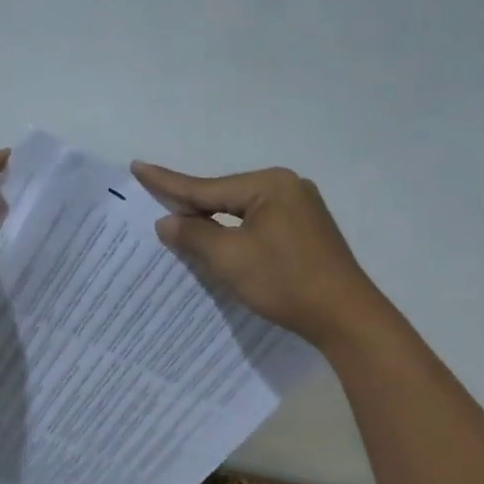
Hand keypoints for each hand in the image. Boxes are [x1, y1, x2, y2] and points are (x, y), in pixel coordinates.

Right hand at [130, 161, 389, 349]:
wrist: (345, 317)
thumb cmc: (285, 282)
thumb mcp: (230, 258)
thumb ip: (194, 235)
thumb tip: (167, 222)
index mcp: (270, 185)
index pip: (206, 187)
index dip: (168, 182)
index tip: (138, 166)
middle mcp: (287, 188)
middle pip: (225, 196)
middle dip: (190, 204)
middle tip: (153, 197)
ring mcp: (301, 209)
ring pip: (242, 212)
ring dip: (213, 221)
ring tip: (179, 220)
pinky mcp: (306, 232)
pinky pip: (258, 224)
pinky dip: (235, 233)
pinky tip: (219, 239)